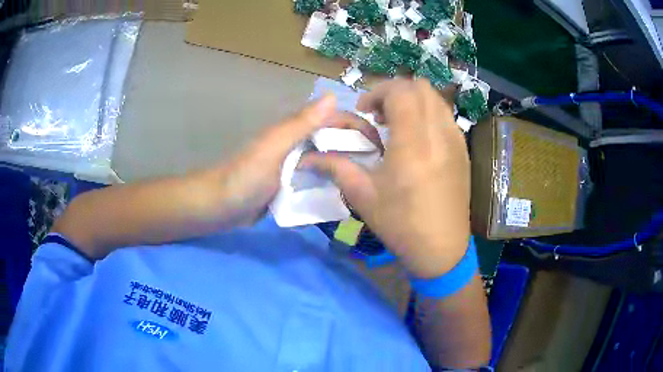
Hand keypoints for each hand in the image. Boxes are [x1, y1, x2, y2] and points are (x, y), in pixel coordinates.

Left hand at [212, 94, 381, 225]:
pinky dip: (333, 183)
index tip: (384, 146)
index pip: (336, 121)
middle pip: (336, 140)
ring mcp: (296, 165)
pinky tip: (348, 194)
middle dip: (359, 149)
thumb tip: (333, 95)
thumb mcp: (274, 147)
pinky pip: (318, 179)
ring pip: (329, 160)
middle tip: (384, 169)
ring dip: (349, 167)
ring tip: (373, 183)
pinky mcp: (292, 185)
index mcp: (296, 130)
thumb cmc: (245, 176)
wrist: (221, 207)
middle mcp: (299, 144)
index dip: (360, 127)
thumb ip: (301, 124)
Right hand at [301, 79, 469, 278]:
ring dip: (413, 100)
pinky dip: (428, 113)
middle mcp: (439, 134)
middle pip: (420, 87)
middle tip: (379, 115)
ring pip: (436, 98)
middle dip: (395, 91)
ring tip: (398, 124)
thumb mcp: (363, 196)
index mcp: (413, 143)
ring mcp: (456, 141)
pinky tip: (418, 138)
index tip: (365, 112)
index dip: (378, 92)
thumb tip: (306, 156)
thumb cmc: (401, 224)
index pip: (400, 91)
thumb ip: (335, 167)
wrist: (442, 249)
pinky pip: (446, 116)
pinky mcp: (463, 150)